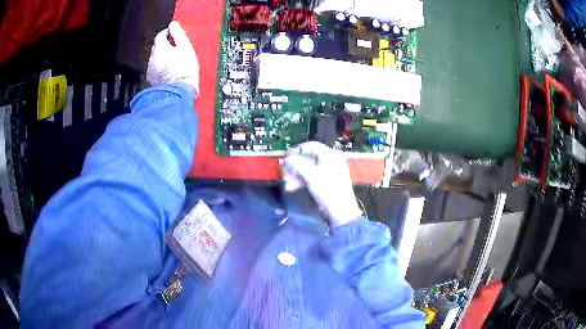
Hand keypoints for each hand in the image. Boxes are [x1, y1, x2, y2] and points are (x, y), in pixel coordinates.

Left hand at [146, 21, 199, 96]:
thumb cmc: (183, 70)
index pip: (160, 35)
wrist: (178, 93)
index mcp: (159, 48)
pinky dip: (162, 69)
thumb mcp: (185, 47)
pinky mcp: (152, 82)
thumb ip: (178, 34)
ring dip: (163, 58)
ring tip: (174, 62)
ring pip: (156, 59)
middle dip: (165, 46)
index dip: (167, 33)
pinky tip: (170, 72)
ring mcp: (151, 71)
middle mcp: (152, 58)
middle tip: (176, 48)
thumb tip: (173, 24)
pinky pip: (156, 71)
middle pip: (157, 47)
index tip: (173, 34)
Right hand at [282, 141, 361, 226]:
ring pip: (309, 169)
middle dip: (294, 166)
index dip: (297, 150)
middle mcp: (331, 161)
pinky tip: (292, 187)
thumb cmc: (327, 190)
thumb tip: (286, 160)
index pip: (311, 146)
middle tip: (284, 172)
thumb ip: (297, 165)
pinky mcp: (328, 182)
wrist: (341, 211)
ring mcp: (330, 172)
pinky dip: (302, 181)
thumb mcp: (310, 175)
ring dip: (296, 175)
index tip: (286, 157)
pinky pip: (313, 177)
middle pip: (309, 158)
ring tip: (286, 183)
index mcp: (330, 155)